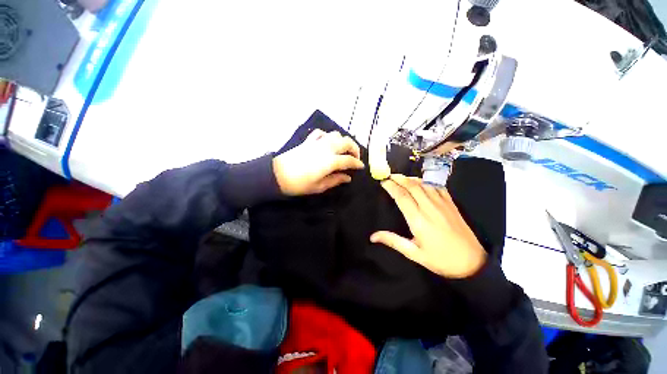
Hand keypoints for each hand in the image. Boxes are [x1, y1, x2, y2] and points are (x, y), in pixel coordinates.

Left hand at [273, 130, 364, 195]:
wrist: (277, 175)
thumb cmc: (299, 184)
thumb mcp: (319, 186)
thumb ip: (336, 180)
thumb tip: (348, 178)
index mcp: (330, 161)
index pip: (349, 160)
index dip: (357, 163)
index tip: (361, 167)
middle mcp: (326, 148)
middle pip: (346, 142)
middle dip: (355, 148)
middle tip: (355, 157)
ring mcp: (317, 142)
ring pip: (335, 134)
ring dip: (343, 141)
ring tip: (344, 150)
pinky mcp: (308, 141)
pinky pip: (321, 133)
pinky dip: (327, 136)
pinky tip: (327, 142)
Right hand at [370, 174, 485, 278]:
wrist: (472, 263)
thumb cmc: (440, 260)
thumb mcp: (414, 254)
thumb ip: (393, 241)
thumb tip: (373, 237)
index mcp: (418, 220)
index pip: (401, 196)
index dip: (391, 186)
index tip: (383, 181)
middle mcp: (429, 208)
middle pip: (412, 186)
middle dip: (399, 178)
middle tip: (389, 175)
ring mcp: (442, 204)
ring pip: (424, 184)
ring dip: (411, 178)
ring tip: (402, 177)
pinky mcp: (451, 204)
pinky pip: (437, 186)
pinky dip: (427, 181)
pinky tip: (422, 182)